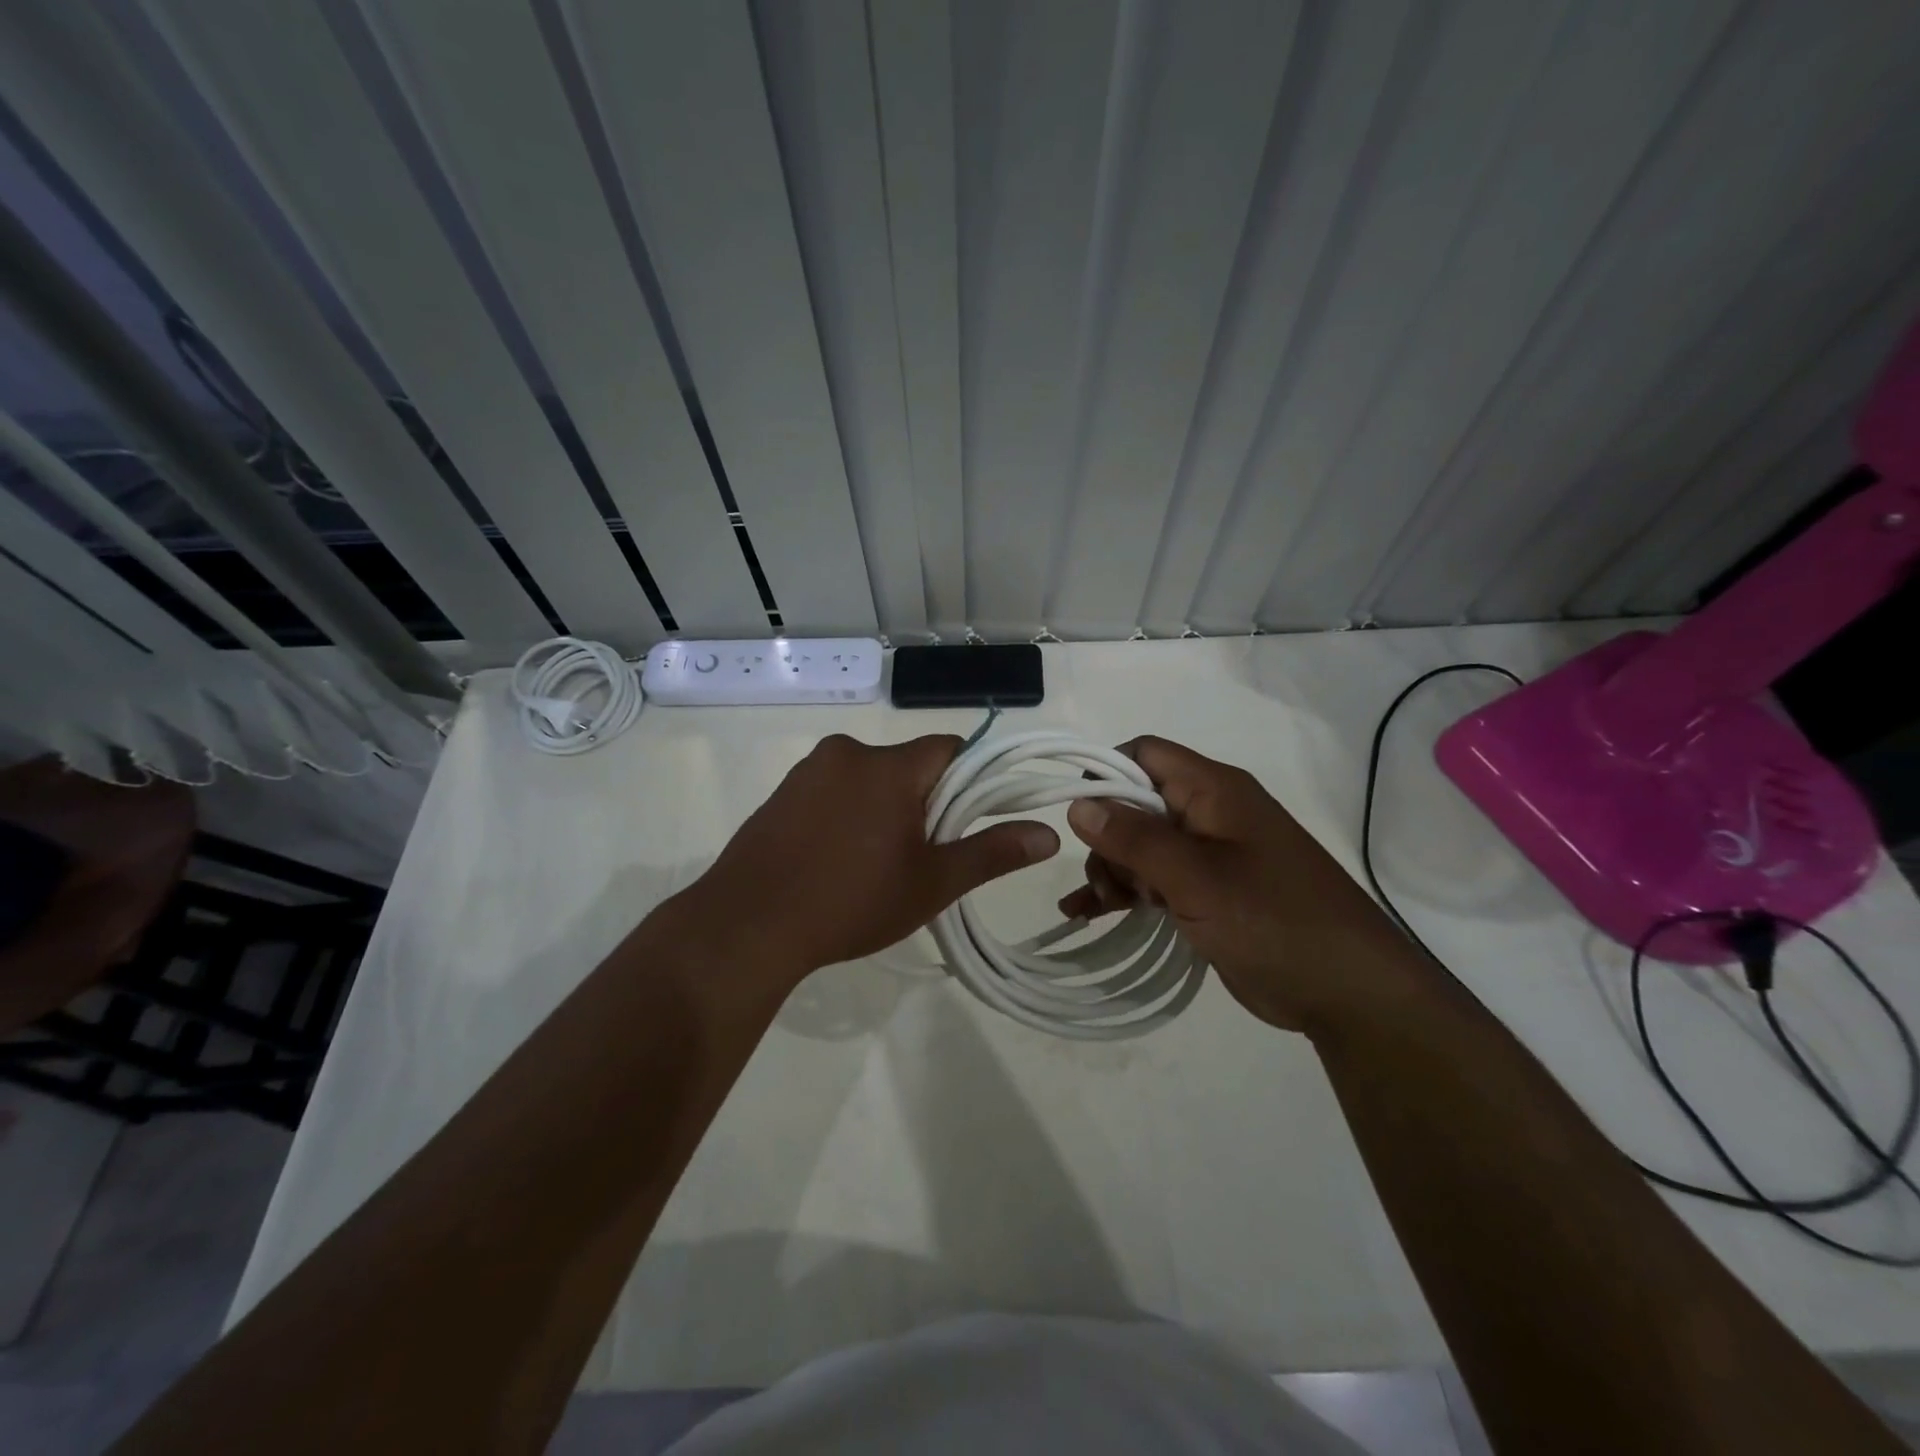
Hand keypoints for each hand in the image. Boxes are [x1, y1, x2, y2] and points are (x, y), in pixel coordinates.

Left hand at [676, 733, 1058, 983]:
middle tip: (924, 855)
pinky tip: (836, 860)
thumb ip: (992, 853)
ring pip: (869, 778)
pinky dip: (847, 813)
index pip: (950, 748)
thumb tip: (1049, 834)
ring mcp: (808, 771)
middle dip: (925, 801)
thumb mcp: (932, 883)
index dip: (971, 779)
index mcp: (890, 766)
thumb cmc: (851, 901)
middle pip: (909, 765)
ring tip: (876, 863)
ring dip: (883, 807)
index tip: (970, 820)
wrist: (747, 925)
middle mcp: (848, 752)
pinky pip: (832, 791)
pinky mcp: (781, 793)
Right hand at [1058, 737, 1422, 1034]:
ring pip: (1140, 846)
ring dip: (1113, 871)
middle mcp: (1209, 813)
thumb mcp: (1196, 878)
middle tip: (1109, 883)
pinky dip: (1125, 893)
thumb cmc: (1273, 920)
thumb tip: (1079, 803)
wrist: (1348, 992)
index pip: (1144, 754)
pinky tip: (1088, 913)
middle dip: (1108, 838)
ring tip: (1103, 907)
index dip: (1105, 773)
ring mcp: (1210, 855)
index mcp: (1213, 790)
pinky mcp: (1209, 893)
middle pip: (1136, 803)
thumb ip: (1135, 838)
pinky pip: (1154, 880)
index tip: (1077, 815)